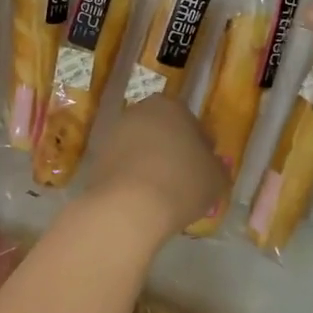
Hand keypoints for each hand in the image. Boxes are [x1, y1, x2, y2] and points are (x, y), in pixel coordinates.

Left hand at [84, 95, 226, 237]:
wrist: (129, 206)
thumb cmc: (182, 182)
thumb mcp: (217, 178)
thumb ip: (217, 168)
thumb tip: (211, 168)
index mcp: (170, 106)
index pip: (192, 123)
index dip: (201, 148)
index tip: (205, 170)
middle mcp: (138, 112)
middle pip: (163, 133)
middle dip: (173, 153)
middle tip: (185, 182)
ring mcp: (113, 135)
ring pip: (140, 150)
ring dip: (151, 166)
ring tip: (163, 195)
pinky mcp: (95, 159)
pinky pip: (123, 167)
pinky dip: (132, 180)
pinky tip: (142, 201)